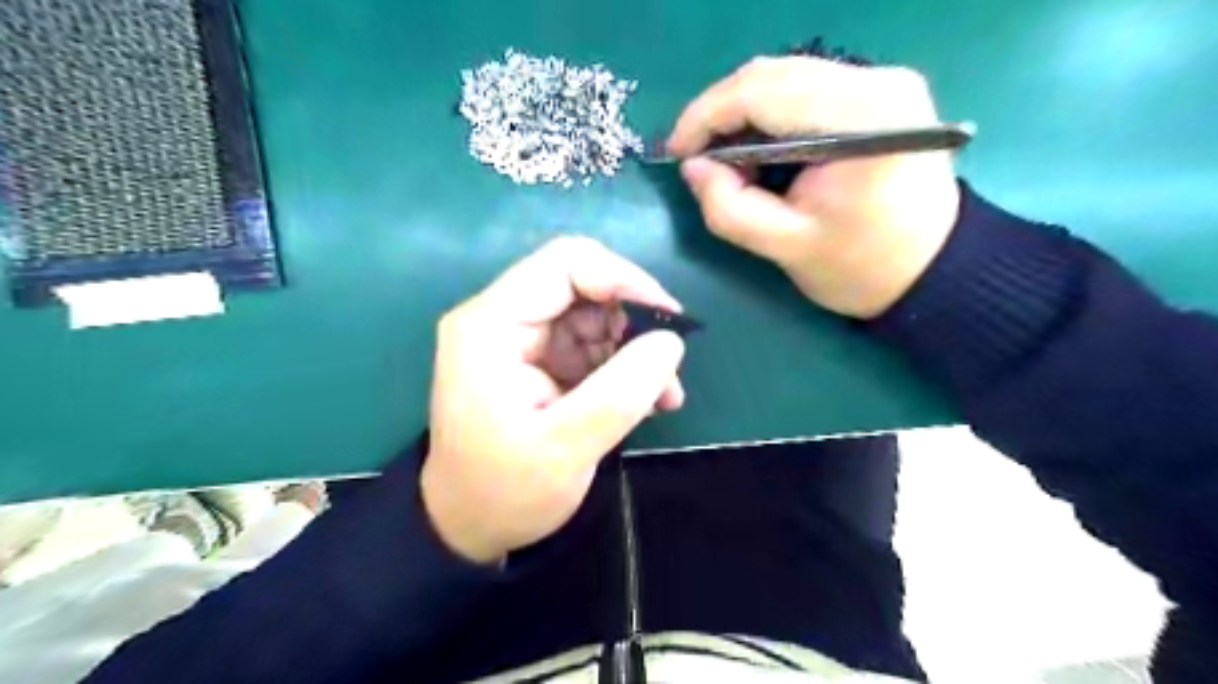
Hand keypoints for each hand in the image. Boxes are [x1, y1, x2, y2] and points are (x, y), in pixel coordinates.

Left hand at [419, 237, 683, 562]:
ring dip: (634, 349)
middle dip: (633, 322)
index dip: (623, 279)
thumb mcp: (566, 447)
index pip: (565, 264)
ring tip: (665, 395)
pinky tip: (646, 401)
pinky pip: (589, 346)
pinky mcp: (536, 361)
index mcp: (491, 325)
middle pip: (582, 286)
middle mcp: (501, 320)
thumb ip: (621, 392)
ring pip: (593, 317)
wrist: (467, 526)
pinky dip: (622, 367)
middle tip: (668, 367)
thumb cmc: (504, 491)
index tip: (668, 319)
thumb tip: (671, 342)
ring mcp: (519, 340)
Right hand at [666, 52, 961, 318]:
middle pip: (771, 74)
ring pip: (784, 76)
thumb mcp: (786, 248)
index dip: (705, 116)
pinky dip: (769, 115)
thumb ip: (730, 209)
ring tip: (730, 163)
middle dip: (720, 115)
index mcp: (860, 119)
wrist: (933, 269)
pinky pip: (804, 87)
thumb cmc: (862, 268)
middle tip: (699, 162)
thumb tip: (693, 168)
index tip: (676, 152)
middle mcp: (876, 81)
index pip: (761, 91)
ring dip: (743, 114)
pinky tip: (762, 152)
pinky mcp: (879, 91)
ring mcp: (882, 80)